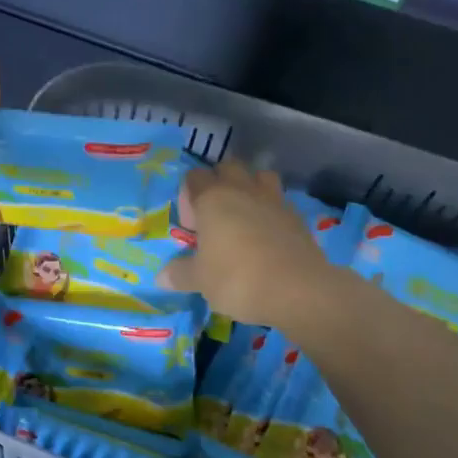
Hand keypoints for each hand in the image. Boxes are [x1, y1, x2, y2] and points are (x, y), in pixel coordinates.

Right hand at [158, 159, 333, 327]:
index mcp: (212, 198)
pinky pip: (279, 201)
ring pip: (260, 176)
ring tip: (244, 216)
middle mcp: (242, 190)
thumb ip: (180, 274)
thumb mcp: (200, 280)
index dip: (188, 195)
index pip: (194, 177)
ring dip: (250, 187)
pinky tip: (267, 235)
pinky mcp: (297, 217)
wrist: (297, 290)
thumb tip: (161, 277)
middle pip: (228, 167)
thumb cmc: (236, 278)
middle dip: (219, 182)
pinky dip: (271, 210)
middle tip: (214, 215)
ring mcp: (273, 200)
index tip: (191, 226)